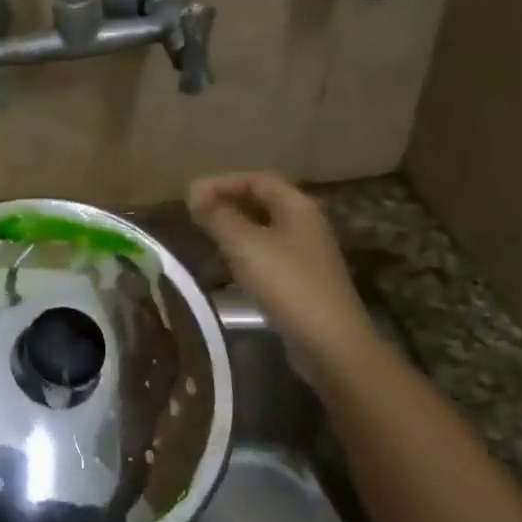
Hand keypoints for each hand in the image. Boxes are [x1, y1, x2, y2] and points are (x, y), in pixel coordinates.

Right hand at [187, 172, 380, 389]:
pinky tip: (230, 264)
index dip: (222, 182)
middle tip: (195, 214)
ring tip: (206, 235)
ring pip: (266, 228)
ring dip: (236, 227)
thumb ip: (217, 216)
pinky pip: (271, 253)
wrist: (330, 342)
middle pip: (264, 201)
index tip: (191, 196)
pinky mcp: (304, 280)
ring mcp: (308, 253)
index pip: (256, 179)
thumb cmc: (286, 283)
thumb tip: (195, 192)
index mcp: (297, 206)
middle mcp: (307, 223)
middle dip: (228, 202)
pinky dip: (247, 250)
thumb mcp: (244, 244)